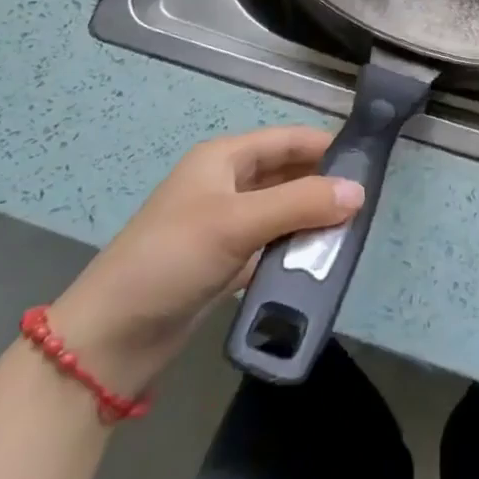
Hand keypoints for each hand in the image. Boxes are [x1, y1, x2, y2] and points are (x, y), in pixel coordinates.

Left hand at [46, 127, 362, 393]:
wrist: (110, 339)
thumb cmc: (171, 259)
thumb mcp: (238, 224)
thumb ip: (300, 204)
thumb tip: (359, 191)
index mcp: (224, 158)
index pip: (287, 139)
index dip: (326, 145)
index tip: (369, 160)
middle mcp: (227, 184)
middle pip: (287, 174)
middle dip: (323, 185)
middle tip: (366, 203)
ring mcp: (225, 224)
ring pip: (282, 211)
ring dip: (311, 220)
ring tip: (352, 233)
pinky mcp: (225, 261)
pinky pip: (271, 244)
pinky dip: (294, 249)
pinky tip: (320, 262)